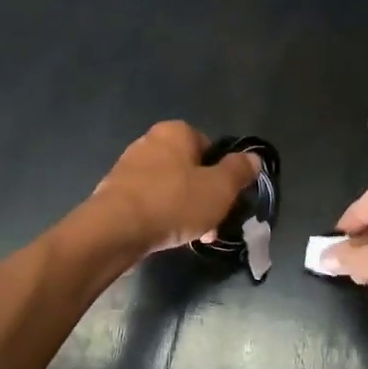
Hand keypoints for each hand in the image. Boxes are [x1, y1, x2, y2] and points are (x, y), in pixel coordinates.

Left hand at [88, 121, 260, 256]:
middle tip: (213, 223)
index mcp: (176, 131)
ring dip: (184, 209)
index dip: (223, 173)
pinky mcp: (115, 192)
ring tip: (192, 236)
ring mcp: (129, 166)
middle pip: (189, 169)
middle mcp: (150, 141)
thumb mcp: (219, 188)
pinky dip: (162, 216)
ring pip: (170, 188)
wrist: (114, 229)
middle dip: (204, 196)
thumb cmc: (173, 202)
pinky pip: (150, 202)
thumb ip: (239, 171)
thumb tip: (253, 158)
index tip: (228, 199)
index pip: (210, 146)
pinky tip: (168, 237)